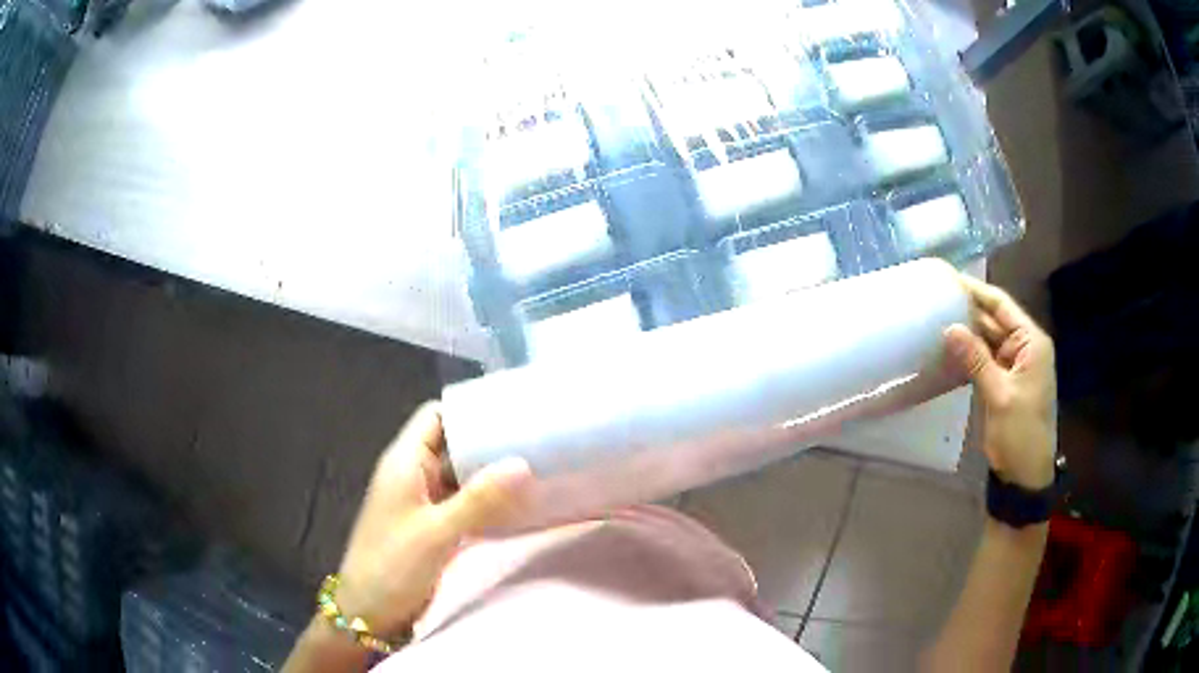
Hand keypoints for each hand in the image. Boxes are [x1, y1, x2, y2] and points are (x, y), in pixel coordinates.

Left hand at [332, 403, 533, 637]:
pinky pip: (463, 504)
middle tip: (536, 441)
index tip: (512, 411)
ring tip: (537, 469)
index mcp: (405, 462)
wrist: (366, 613)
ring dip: (490, 475)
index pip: (437, 415)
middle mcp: (413, 475)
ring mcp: (422, 502)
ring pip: (460, 476)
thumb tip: (523, 462)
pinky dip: (486, 502)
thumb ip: (479, 499)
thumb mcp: (436, 532)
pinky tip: (517, 506)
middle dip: (489, 443)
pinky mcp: (432, 527)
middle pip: (453, 444)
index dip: (470, 410)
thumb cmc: (391, 566)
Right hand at [944, 274, 1055, 489]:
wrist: (1025, 475)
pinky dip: (968, 354)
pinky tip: (947, 349)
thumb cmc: (1020, 433)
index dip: (977, 291)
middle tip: (935, 298)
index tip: (949, 279)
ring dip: (966, 332)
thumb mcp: (1000, 395)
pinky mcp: (1002, 382)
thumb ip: (977, 360)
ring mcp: (1013, 365)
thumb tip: (950, 328)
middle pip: (994, 320)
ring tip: (936, 318)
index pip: (1002, 306)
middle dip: (968, 310)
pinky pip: (984, 359)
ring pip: (987, 339)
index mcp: (1031, 343)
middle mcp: (1024, 347)